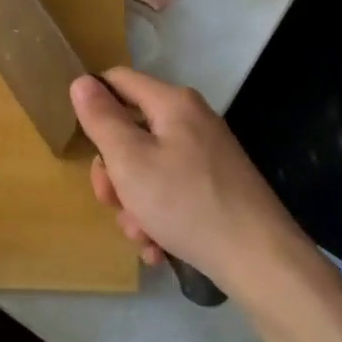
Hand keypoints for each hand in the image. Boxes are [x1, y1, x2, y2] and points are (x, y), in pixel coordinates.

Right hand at [70, 67, 304, 301]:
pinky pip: (171, 192)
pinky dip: (158, 218)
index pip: (118, 80)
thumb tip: (81, 81)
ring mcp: (206, 156)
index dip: (94, 104)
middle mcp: (192, 122)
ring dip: (134, 205)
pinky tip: (158, 248)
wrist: (260, 260)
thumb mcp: (129, 160)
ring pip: (148, 170)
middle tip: (112, 202)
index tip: (84, 142)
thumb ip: (102, 119)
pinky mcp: (215, 187)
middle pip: (131, 132)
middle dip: (114, 173)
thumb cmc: (185, 203)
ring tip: (142, 236)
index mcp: (173, 104)